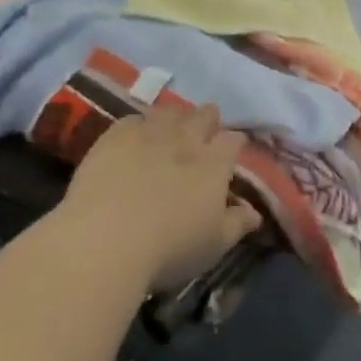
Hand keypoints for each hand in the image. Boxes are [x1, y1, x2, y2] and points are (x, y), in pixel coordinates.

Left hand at [62, 101, 262, 293]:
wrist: (105, 241)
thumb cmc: (169, 249)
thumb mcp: (213, 245)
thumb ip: (236, 225)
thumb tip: (255, 214)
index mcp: (214, 163)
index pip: (233, 140)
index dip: (235, 144)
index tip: (232, 151)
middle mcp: (185, 139)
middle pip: (204, 115)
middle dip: (208, 120)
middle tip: (203, 133)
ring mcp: (149, 133)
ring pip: (169, 111)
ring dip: (175, 118)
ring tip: (170, 131)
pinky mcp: (114, 137)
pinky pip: (132, 119)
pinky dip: (139, 125)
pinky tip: (134, 138)